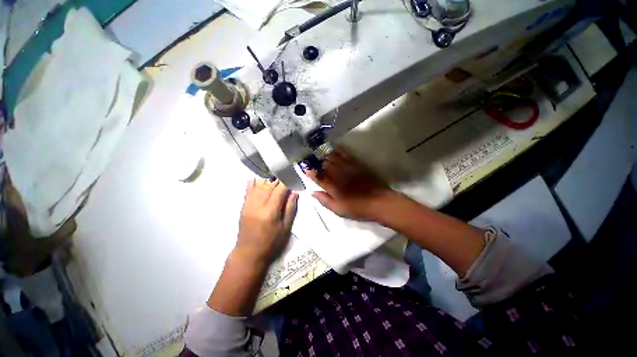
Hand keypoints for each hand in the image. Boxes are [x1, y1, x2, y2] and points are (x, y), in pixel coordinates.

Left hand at [234, 179, 297, 265]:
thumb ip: (290, 208)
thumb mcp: (285, 227)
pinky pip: (248, 191)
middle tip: (285, 176)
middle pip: (269, 185)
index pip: (280, 190)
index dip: (286, 182)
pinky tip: (257, 179)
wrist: (249, 253)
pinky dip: (253, 183)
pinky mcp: (243, 207)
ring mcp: (249, 204)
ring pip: (259, 186)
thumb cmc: (271, 242)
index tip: (292, 177)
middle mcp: (259, 204)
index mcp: (271, 211)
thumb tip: (295, 192)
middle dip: (278, 179)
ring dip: (268, 180)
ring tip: (275, 177)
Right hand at [306, 148, 395, 221]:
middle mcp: (337, 174)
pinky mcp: (356, 164)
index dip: (310, 172)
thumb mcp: (338, 209)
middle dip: (317, 162)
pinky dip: (338, 151)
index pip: (317, 176)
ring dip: (325, 156)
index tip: (306, 169)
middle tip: (313, 162)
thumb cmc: (357, 208)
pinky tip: (335, 149)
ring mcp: (346, 167)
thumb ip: (324, 200)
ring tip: (321, 156)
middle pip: (323, 164)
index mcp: (331, 186)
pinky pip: (345, 154)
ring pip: (332, 157)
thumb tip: (312, 193)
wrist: (378, 201)